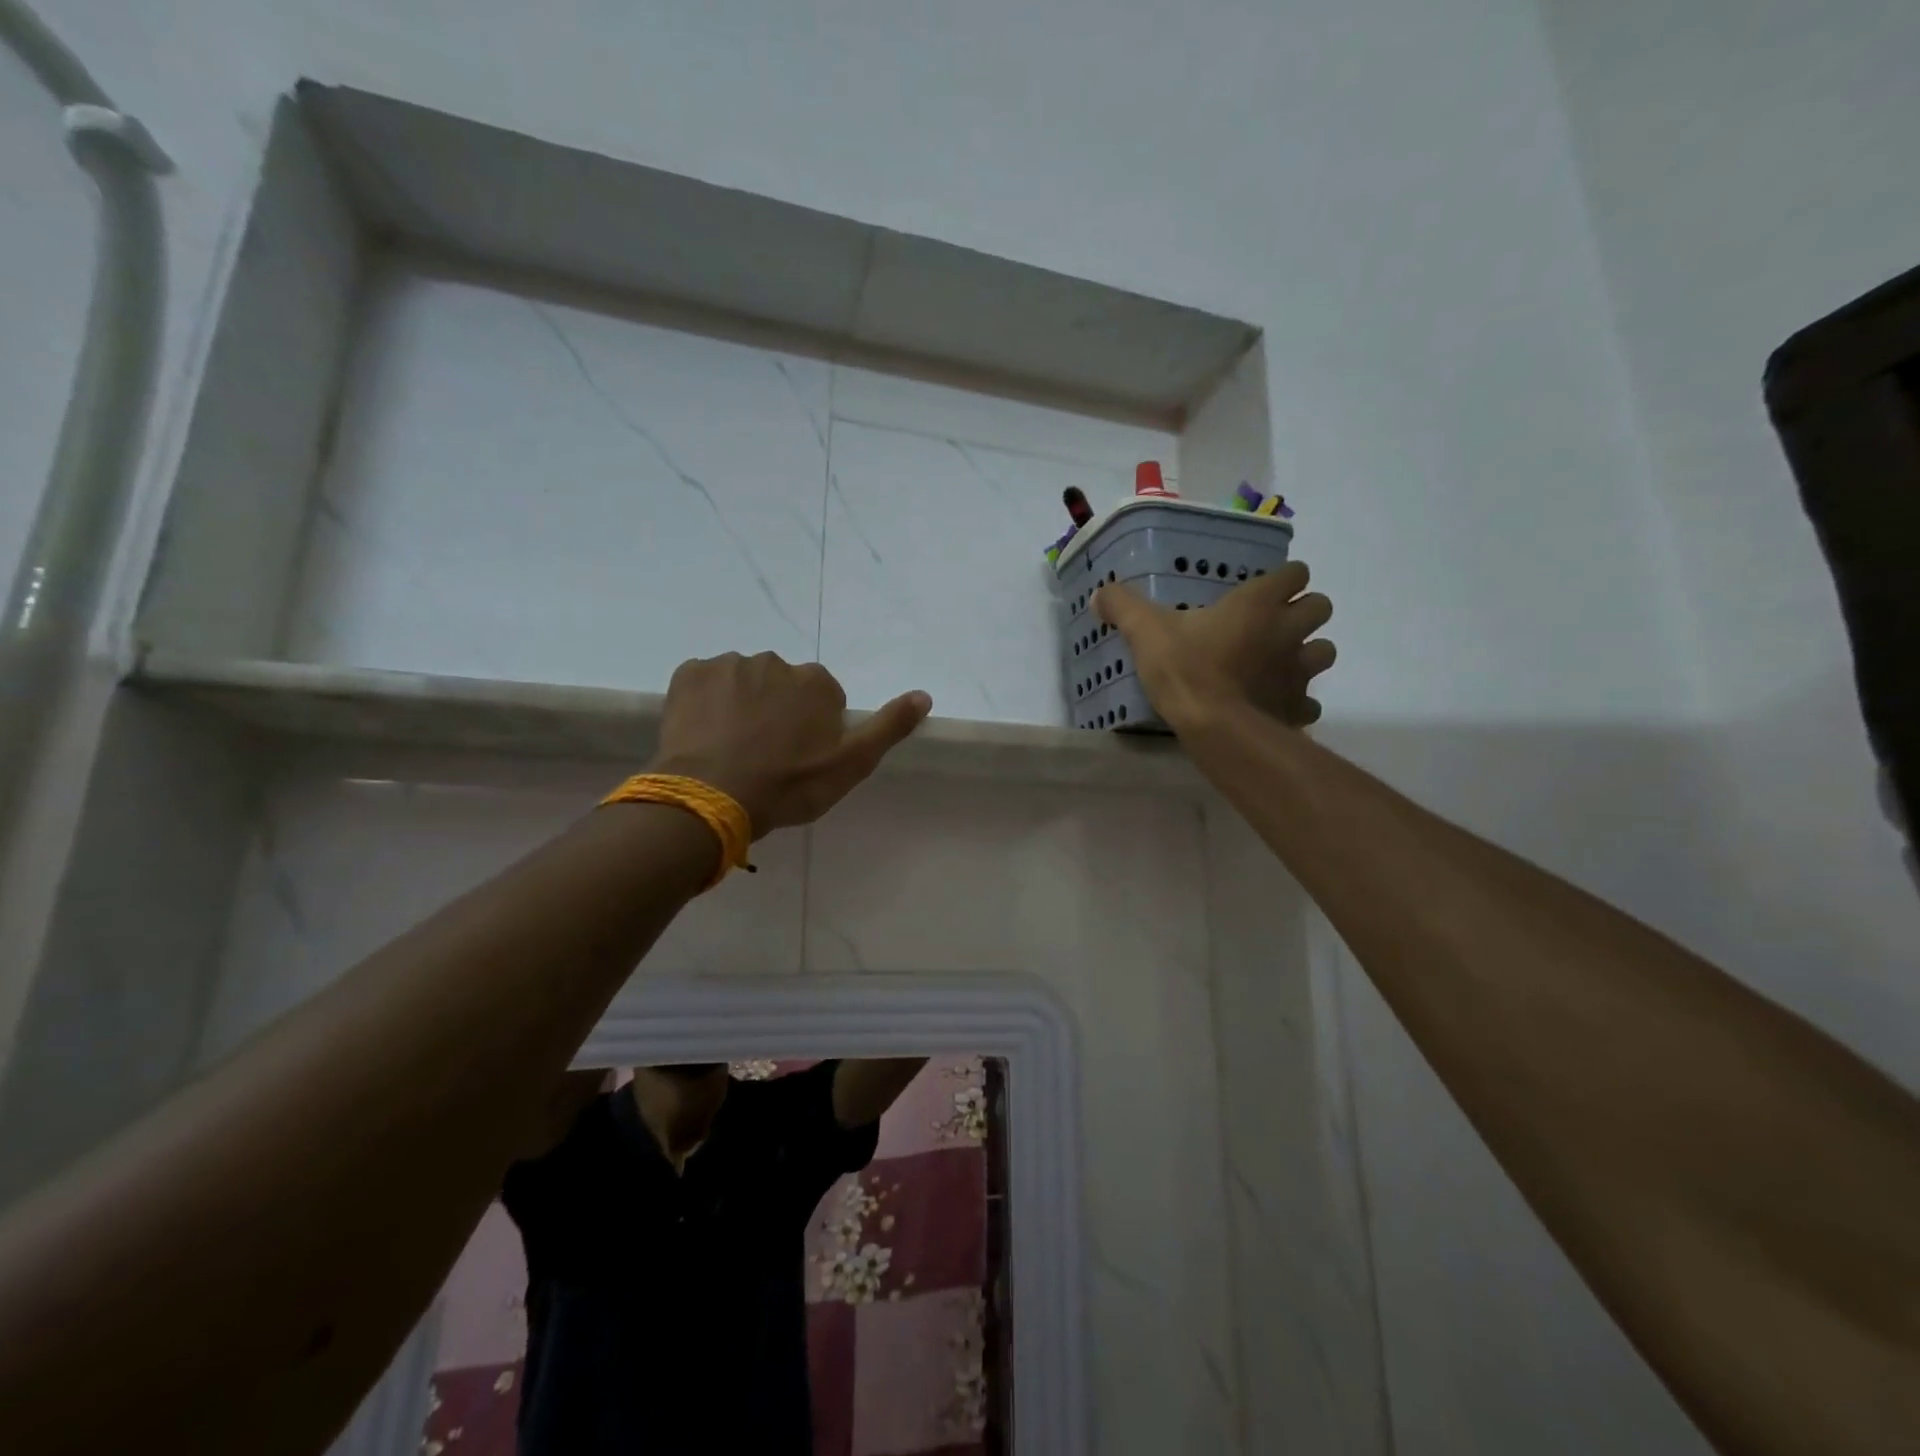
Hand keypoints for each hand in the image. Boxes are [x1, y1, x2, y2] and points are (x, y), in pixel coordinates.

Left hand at [650, 653, 930, 835]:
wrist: (712, 796)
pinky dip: (706, 701)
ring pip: (742, 682)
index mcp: (816, 682)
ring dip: (740, 705)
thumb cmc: (789, 784)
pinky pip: (704, 682)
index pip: (821, 698)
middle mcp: (776, 662)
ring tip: (731, 748)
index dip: (812, 728)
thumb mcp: (851, 764)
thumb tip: (924, 695)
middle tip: (765, 755)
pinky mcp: (689, 673)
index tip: (799, 758)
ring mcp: (729, 664)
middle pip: (781, 686)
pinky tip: (704, 734)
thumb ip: (889, 727)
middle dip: (776, 711)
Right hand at [1094, 561, 1335, 731]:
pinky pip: (1309, 701)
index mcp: (1258, 604)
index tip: (1263, 591)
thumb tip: (1100, 593)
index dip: (1284, 579)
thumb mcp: (1145, 632)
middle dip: (1303, 612)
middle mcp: (1288, 630)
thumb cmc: (1186, 669)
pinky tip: (1273, 705)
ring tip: (1278, 663)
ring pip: (1324, 651)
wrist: (1216, 727)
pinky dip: (1297, 701)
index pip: (1296, 573)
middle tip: (1271, 626)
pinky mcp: (1298, 707)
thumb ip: (1124, 607)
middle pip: (1321, 606)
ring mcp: (1299, 671)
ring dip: (1307, 653)